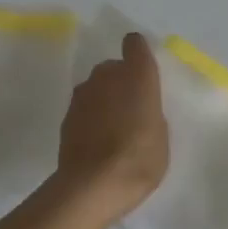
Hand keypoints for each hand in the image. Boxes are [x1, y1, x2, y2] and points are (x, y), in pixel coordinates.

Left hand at [54, 32, 168, 221]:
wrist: (93, 184)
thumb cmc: (139, 158)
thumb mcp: (160, 134)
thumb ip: (149, 110)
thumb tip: (137, 107)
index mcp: (136, 75)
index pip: (135, 44)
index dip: (138, 53)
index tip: (142, 69)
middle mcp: (106, 75)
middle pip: (113, 67)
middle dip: (121, 81)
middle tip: (131, 109)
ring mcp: (82, 94)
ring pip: (96, 87)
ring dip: (104, 99)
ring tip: (113, 128)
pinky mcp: (66, 114)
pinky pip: (84, 107)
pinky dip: (90, 116)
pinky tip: (97, 140)